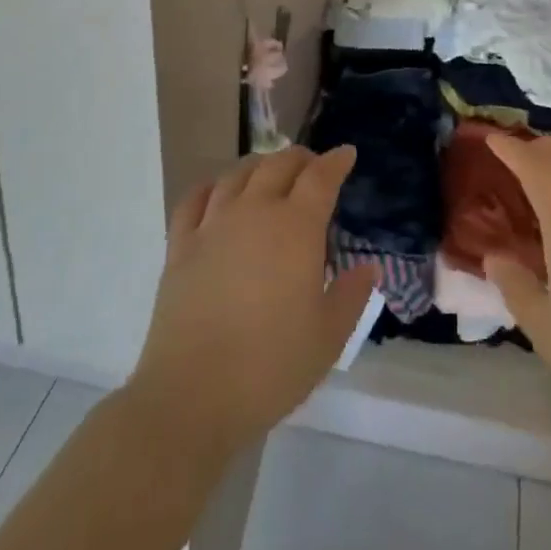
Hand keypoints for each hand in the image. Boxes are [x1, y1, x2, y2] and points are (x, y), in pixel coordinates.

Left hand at [126, 147, 377, 454]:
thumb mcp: (328, 338)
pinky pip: (195, 198)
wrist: (193, 395)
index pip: (321, 177)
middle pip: (279, 165)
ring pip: (238, 174)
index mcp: (296, 227)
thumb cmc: (270, 367)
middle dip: (301, 158)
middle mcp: (255, 211)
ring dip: (260, 165)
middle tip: (312, 165)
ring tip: (269, 172)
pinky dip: (212, 186)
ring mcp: (214, 224)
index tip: (346, 154)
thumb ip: (351, 296)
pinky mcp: (181, 245)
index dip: (336, 161)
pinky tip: (218, 190)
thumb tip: (369, 267)